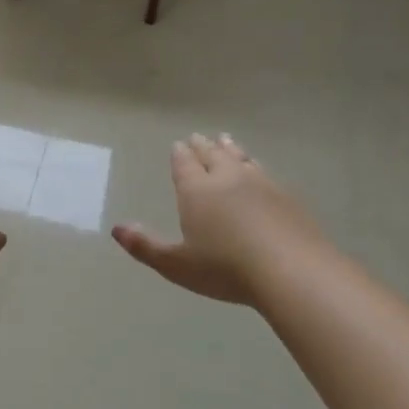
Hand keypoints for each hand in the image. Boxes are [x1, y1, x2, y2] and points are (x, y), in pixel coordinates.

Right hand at [112, 134, 320, 304]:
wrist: (292, 271)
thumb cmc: (226, 269)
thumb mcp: (176, 264)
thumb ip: (145, 246)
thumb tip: (116, 229)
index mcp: (197, 191)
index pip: (184, 164)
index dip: (179, 155)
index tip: (178, 144)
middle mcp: (227, 178)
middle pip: (212, 155)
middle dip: (202, 146)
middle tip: (198, 137)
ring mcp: (261, 184)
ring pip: (241, 158)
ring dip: (230, 148)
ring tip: (225, 140)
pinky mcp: (286, 196)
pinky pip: (264, 171)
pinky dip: (254, 165)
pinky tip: (258, 170)